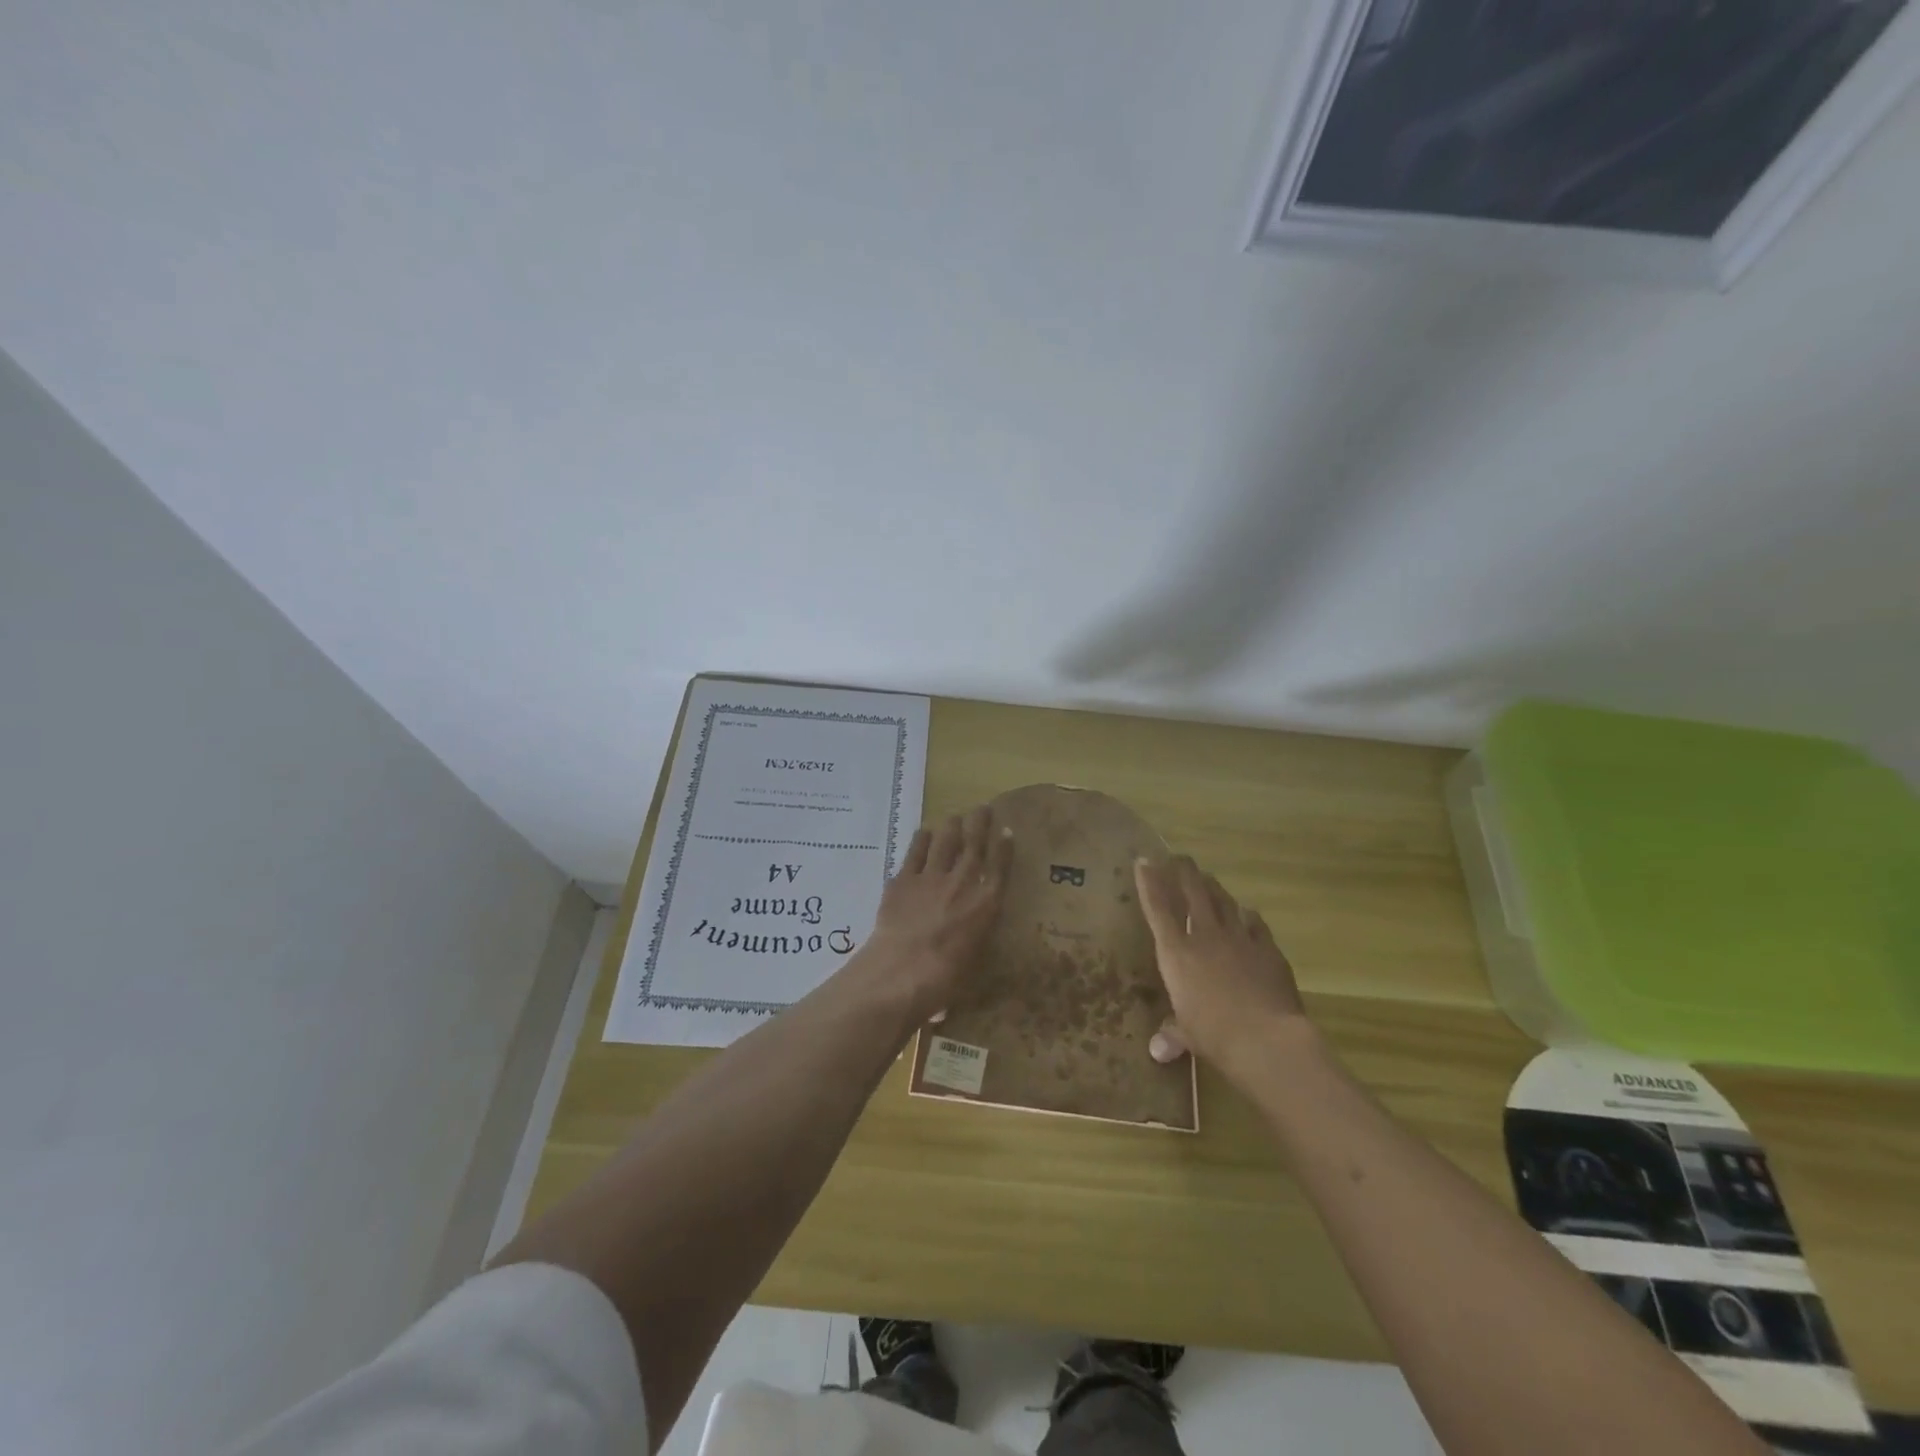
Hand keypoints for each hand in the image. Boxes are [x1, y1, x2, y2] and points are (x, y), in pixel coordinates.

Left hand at [859, 805, 1013, 1022]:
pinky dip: (922, 840)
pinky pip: (915, 852)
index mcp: (986, 904)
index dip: (1004, 847)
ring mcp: (931, 878)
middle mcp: (962, 883)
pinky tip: (924, 832)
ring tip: (954, 817)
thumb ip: (975, 940)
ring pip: (945, 841)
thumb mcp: (974, 961)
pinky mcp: (903, 880)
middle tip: (983, 808)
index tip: (1007, 830)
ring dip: (951, 826)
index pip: (999, 867)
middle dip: (980, 823)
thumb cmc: (945, 980)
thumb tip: (971, 941)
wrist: (901, 972)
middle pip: (974, 844)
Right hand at [1133, 855, 1306, 1080]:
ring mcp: (1240, 938)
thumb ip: (1173, 1035)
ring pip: (1224, 900)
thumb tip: (1158, 1051)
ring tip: (1207, 878)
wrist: (1267, 1039)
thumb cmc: (1214, 1035)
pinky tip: (1246, 914)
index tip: (1144, 860)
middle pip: (1193, 892)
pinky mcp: (1268, 948)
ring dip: (1213, 887)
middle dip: (1184, 871)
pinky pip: (1255, 922)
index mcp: (1177, 953)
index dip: (1150, 882)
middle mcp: (1205, 936)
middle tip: (1178, 857)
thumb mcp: (1188, 1035)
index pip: (1158, 907)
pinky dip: (1247, 915)